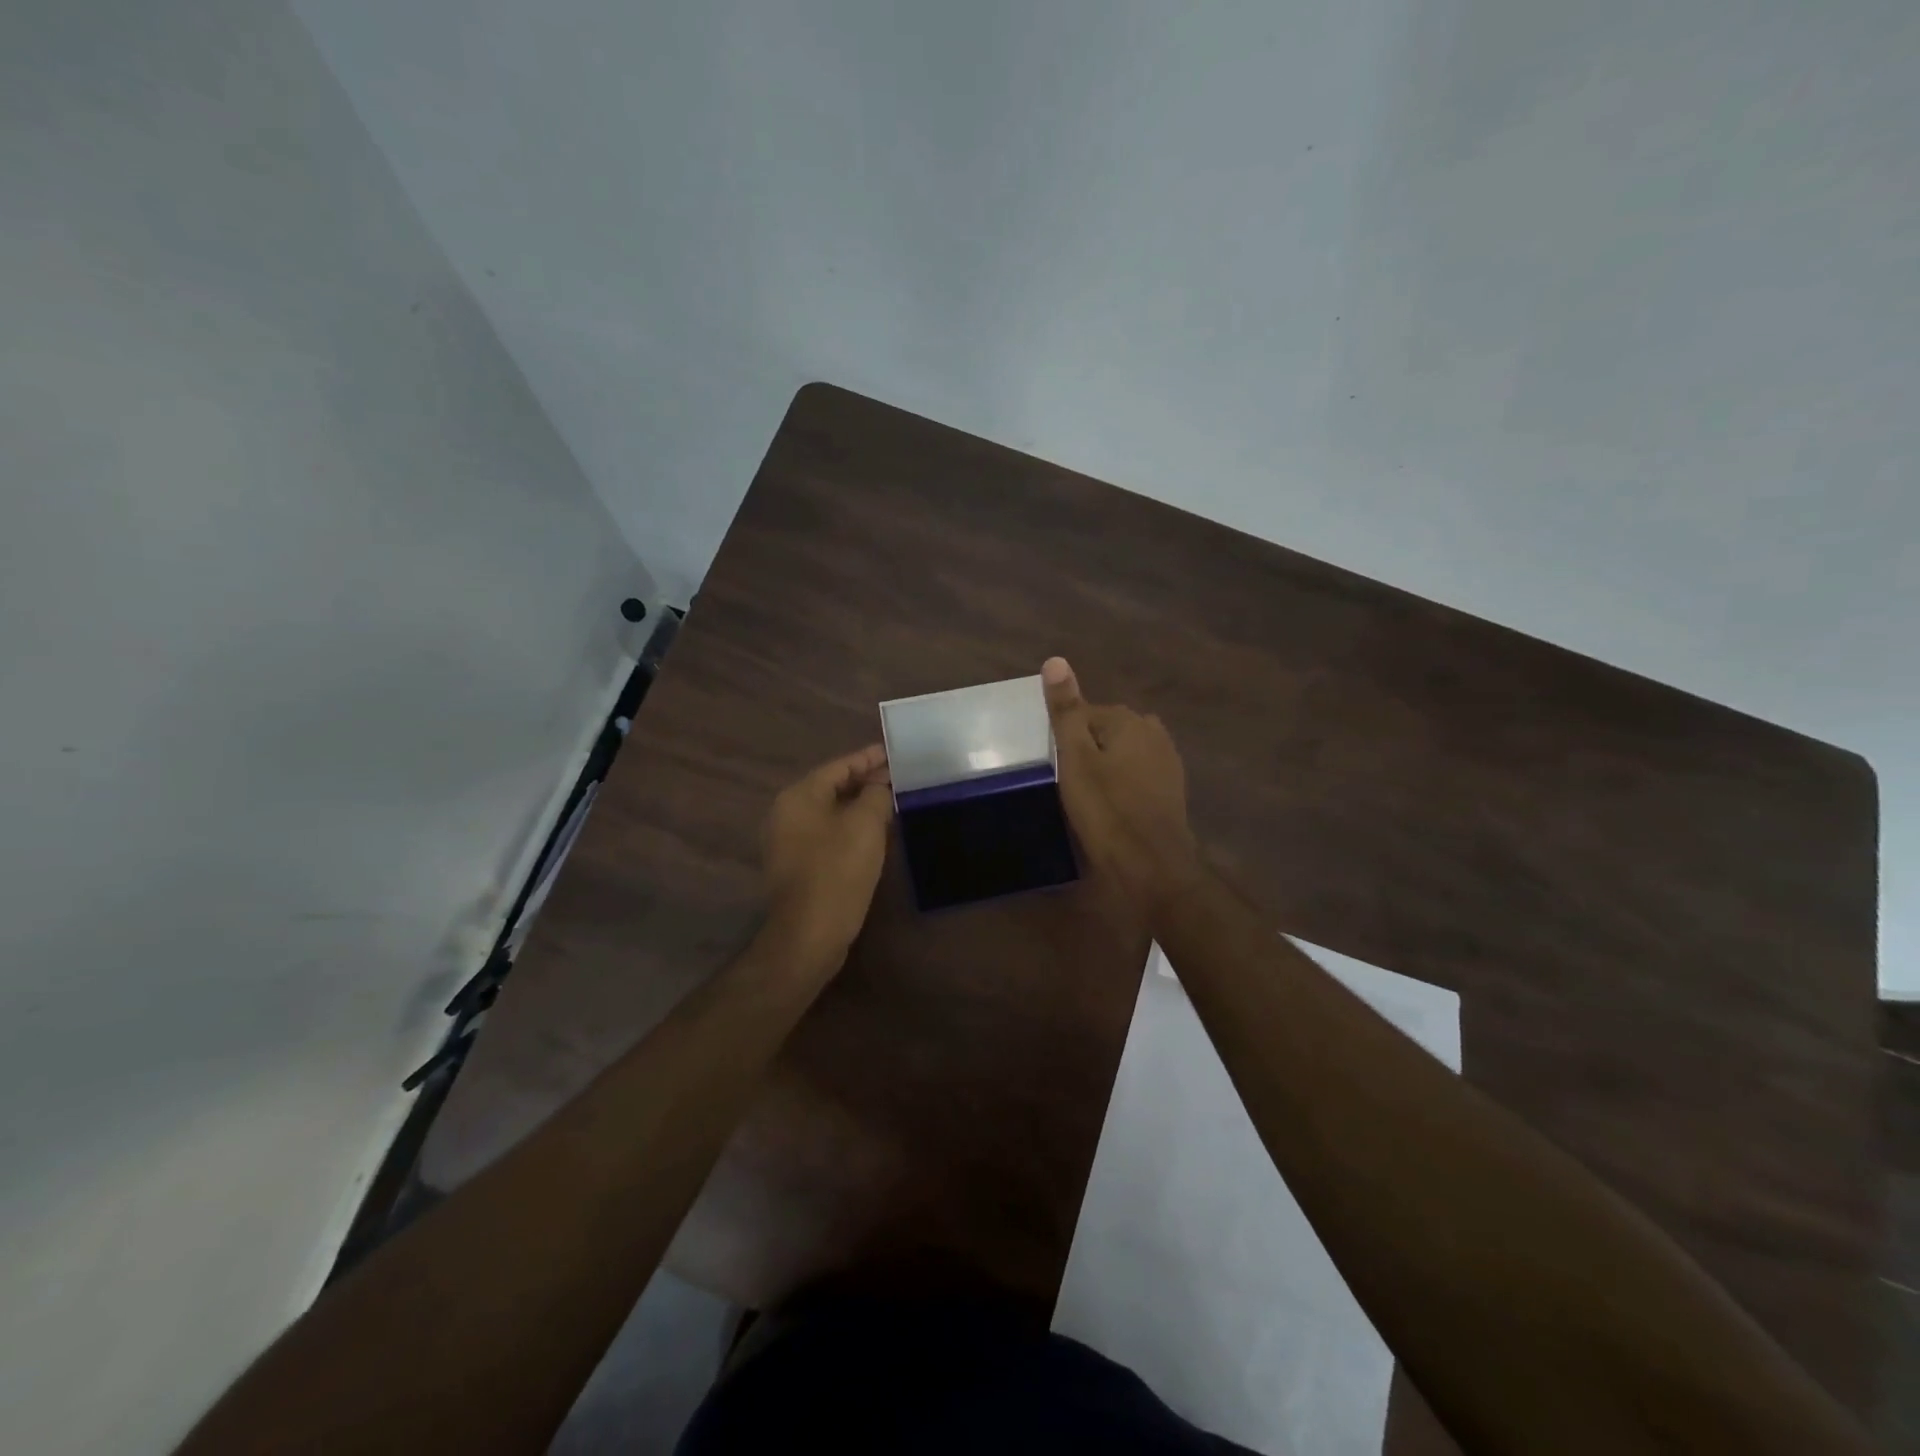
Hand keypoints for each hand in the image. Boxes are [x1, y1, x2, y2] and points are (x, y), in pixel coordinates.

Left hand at [762, 744, 894, 966]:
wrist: (809, 933)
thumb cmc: (838, 870)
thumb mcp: (865, 825)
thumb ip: (876, 795)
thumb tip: (880, 785)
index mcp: (798, 796)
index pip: (839, 766)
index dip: (869, 758)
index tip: (894, 754)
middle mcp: (786, 813)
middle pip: (832, 788)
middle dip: (865, 782)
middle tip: (898, 779)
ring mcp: (788, 842)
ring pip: (830, 813)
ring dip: (859, 807)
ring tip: (891, 803)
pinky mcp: (796, 866)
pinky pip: (827, 835)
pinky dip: (850, 829)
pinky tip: (874, 835)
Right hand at [1042, 657, 1203, 913]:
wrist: (1152, 865)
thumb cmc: (1107, 810)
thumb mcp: (1075, 758)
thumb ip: (1066, 710)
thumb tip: (1056, 660)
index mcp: (1128, 720)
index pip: (1085, 713)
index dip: (1066, 739)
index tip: (1056, 766)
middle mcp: (1153, 731)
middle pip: (1107, 730)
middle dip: (1088, 749)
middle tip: (1068, 782)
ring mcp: (1167, 761)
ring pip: (1124, 753)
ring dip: (1107, 766)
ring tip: (1087, 795)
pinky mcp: (1171, 789)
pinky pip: (1138, 774)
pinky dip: (1123, 784)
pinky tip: (1112, 806)